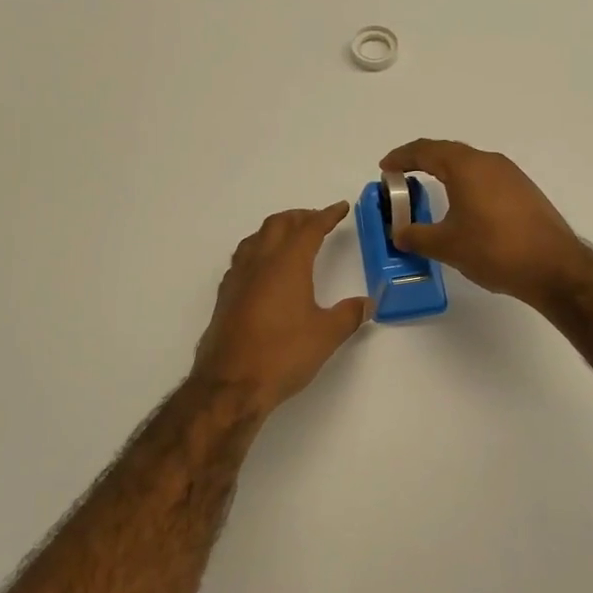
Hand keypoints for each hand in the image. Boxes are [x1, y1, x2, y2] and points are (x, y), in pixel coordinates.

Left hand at [192, 203, 368, 413]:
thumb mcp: (326, 336)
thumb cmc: (283, 354)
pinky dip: (259, 250)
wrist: (230, 384)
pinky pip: (243, 258)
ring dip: (276, 230)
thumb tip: (367, 303)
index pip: (309, 228)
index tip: (340, 208)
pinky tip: (265, 269)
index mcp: (287, 263)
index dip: (327, 215)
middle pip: (278, 224)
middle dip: (300, 217)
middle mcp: (260, 262)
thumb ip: (348, 315)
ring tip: (291, 237)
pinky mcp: (225, 296)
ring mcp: (238, 278)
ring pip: (256, 238)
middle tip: (318, 220)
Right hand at [378, 140, 589, 307]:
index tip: (385, 168)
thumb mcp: (446, 245)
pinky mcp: (525, 191)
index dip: (401, 157)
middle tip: (402, 176)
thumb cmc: (494, 249)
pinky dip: (466, 184)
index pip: (426, 150)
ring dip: (447, 172)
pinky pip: (486, 178)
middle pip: (449, 152)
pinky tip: (464, 206)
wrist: (554, 267)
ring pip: (470, 164)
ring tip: (430, 190)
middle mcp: (489, 162)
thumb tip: (398, 233)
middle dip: (422, 161)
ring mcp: (511, 175)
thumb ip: (416, 236)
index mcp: (466, 167)